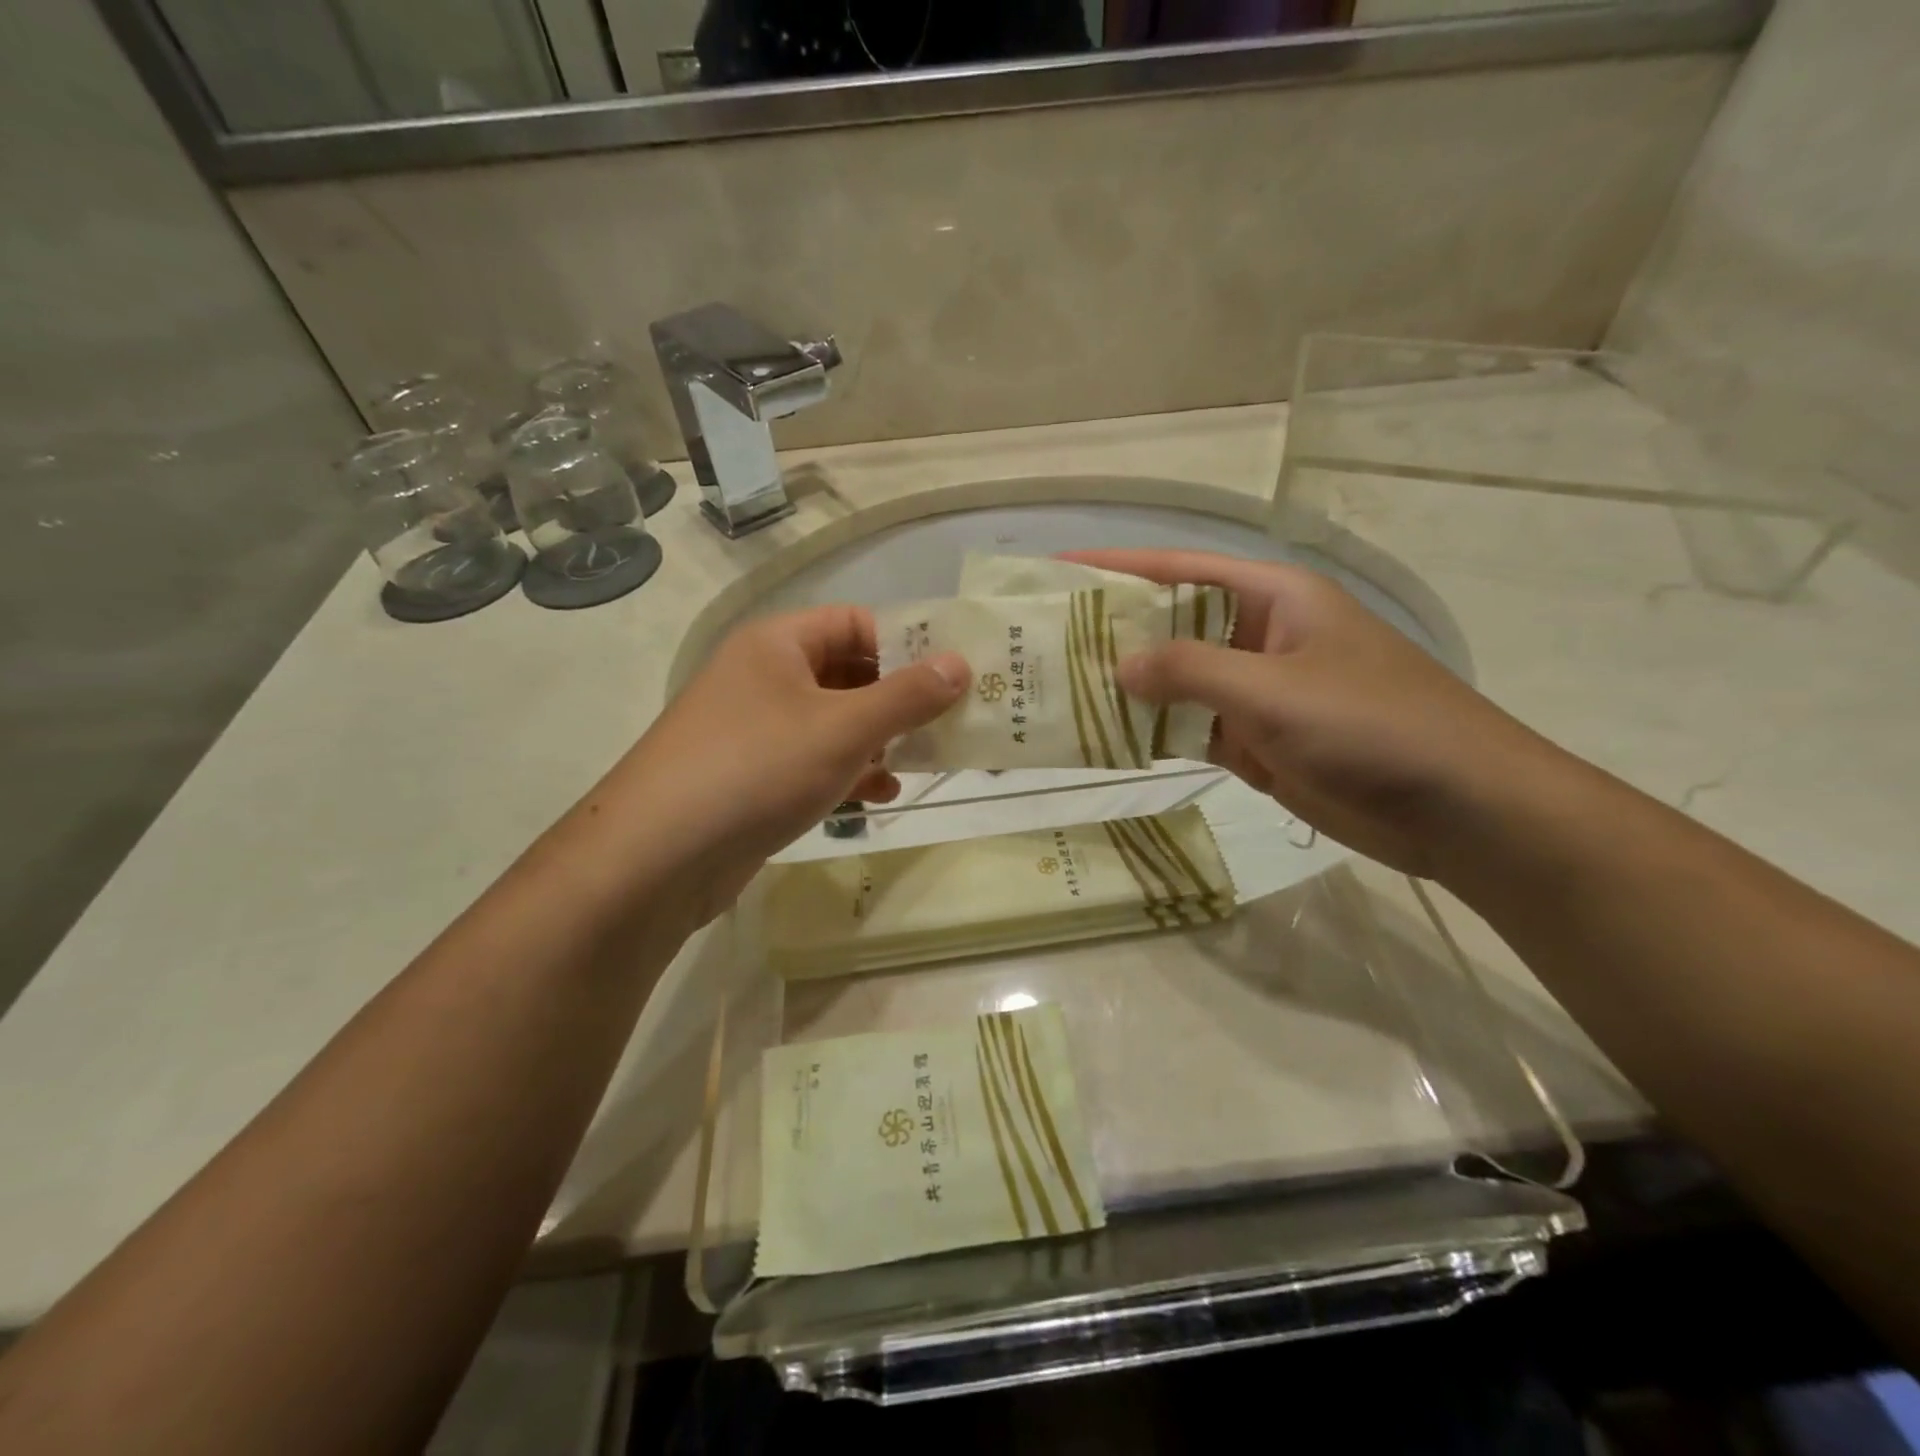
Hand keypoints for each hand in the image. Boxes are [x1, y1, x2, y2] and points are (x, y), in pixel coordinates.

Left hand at [605, 606, 968, 920]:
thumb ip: (907, 696)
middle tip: (949, 723)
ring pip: (833, 722)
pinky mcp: (751, 776)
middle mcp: (763, 676)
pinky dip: (847, 772)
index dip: (907, 644)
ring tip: (923, 763)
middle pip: (847, 673)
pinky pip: (811, 761)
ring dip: (878, 740)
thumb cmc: (757, 768)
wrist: (656, 856)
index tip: (953, 675)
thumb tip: (961, 663)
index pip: (856, 623)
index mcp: (778, 644)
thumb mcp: (843, 728)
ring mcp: (754, 729)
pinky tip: (879, 795)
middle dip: (898, 700)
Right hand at [1063, 549, 1558, 877]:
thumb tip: (1117, 665)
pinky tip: (1107, 738)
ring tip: (1060, 691)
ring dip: (1129, 688)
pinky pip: (1192, 729)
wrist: (1458, 810)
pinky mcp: (1258, 743)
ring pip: (1177, 682)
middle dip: (1114, 632)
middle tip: (1045, 642)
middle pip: (1172, 625)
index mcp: (1274, 599)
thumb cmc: (1374, 726)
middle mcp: (1261, 637)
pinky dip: (1155, 733)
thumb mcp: (1275, 689)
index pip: (1181, 568)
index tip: (1059, 572)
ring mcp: (1258, 694)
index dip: (1119, 567)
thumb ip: (1191, 672)